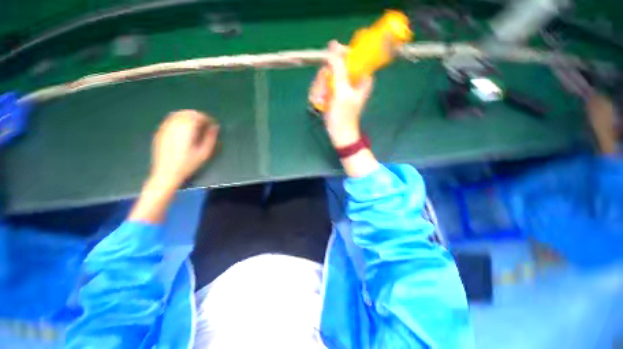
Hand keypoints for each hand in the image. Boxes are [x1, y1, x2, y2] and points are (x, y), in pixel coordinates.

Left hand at [150, 109, 219, 188]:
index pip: (198, 116)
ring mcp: (165, 128)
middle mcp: (174, 125)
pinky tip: (183, 128)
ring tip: (195, 125)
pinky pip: (170, 120)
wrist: (166, 173)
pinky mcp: (160, 132)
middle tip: (205, 124)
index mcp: (186, 130)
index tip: (213, 124)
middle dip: (198, 116)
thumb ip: (211, 138)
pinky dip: (179, 120)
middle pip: (187, 113)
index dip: (207, 118)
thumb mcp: (204, 153)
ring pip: (178, 114)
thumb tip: (215, 127)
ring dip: (188, 117)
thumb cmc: (188, 164)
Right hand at [323, 40, 373, 147]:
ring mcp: (343, 85)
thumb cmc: (343, 117)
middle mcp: (352, 78)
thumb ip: (339, 69)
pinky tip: (320, 101)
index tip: (327, 65)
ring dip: (321, 86)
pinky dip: (320, 92)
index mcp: (362, 76)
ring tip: (321, 99)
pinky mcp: (335, 92)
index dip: (338, 55)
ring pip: (327, 74)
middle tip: (324, 90)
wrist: (339, 134)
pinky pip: (324, 84)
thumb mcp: (342, 92)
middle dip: (326, 77)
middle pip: (335, 65)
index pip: (352, 54)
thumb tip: (333, 46)